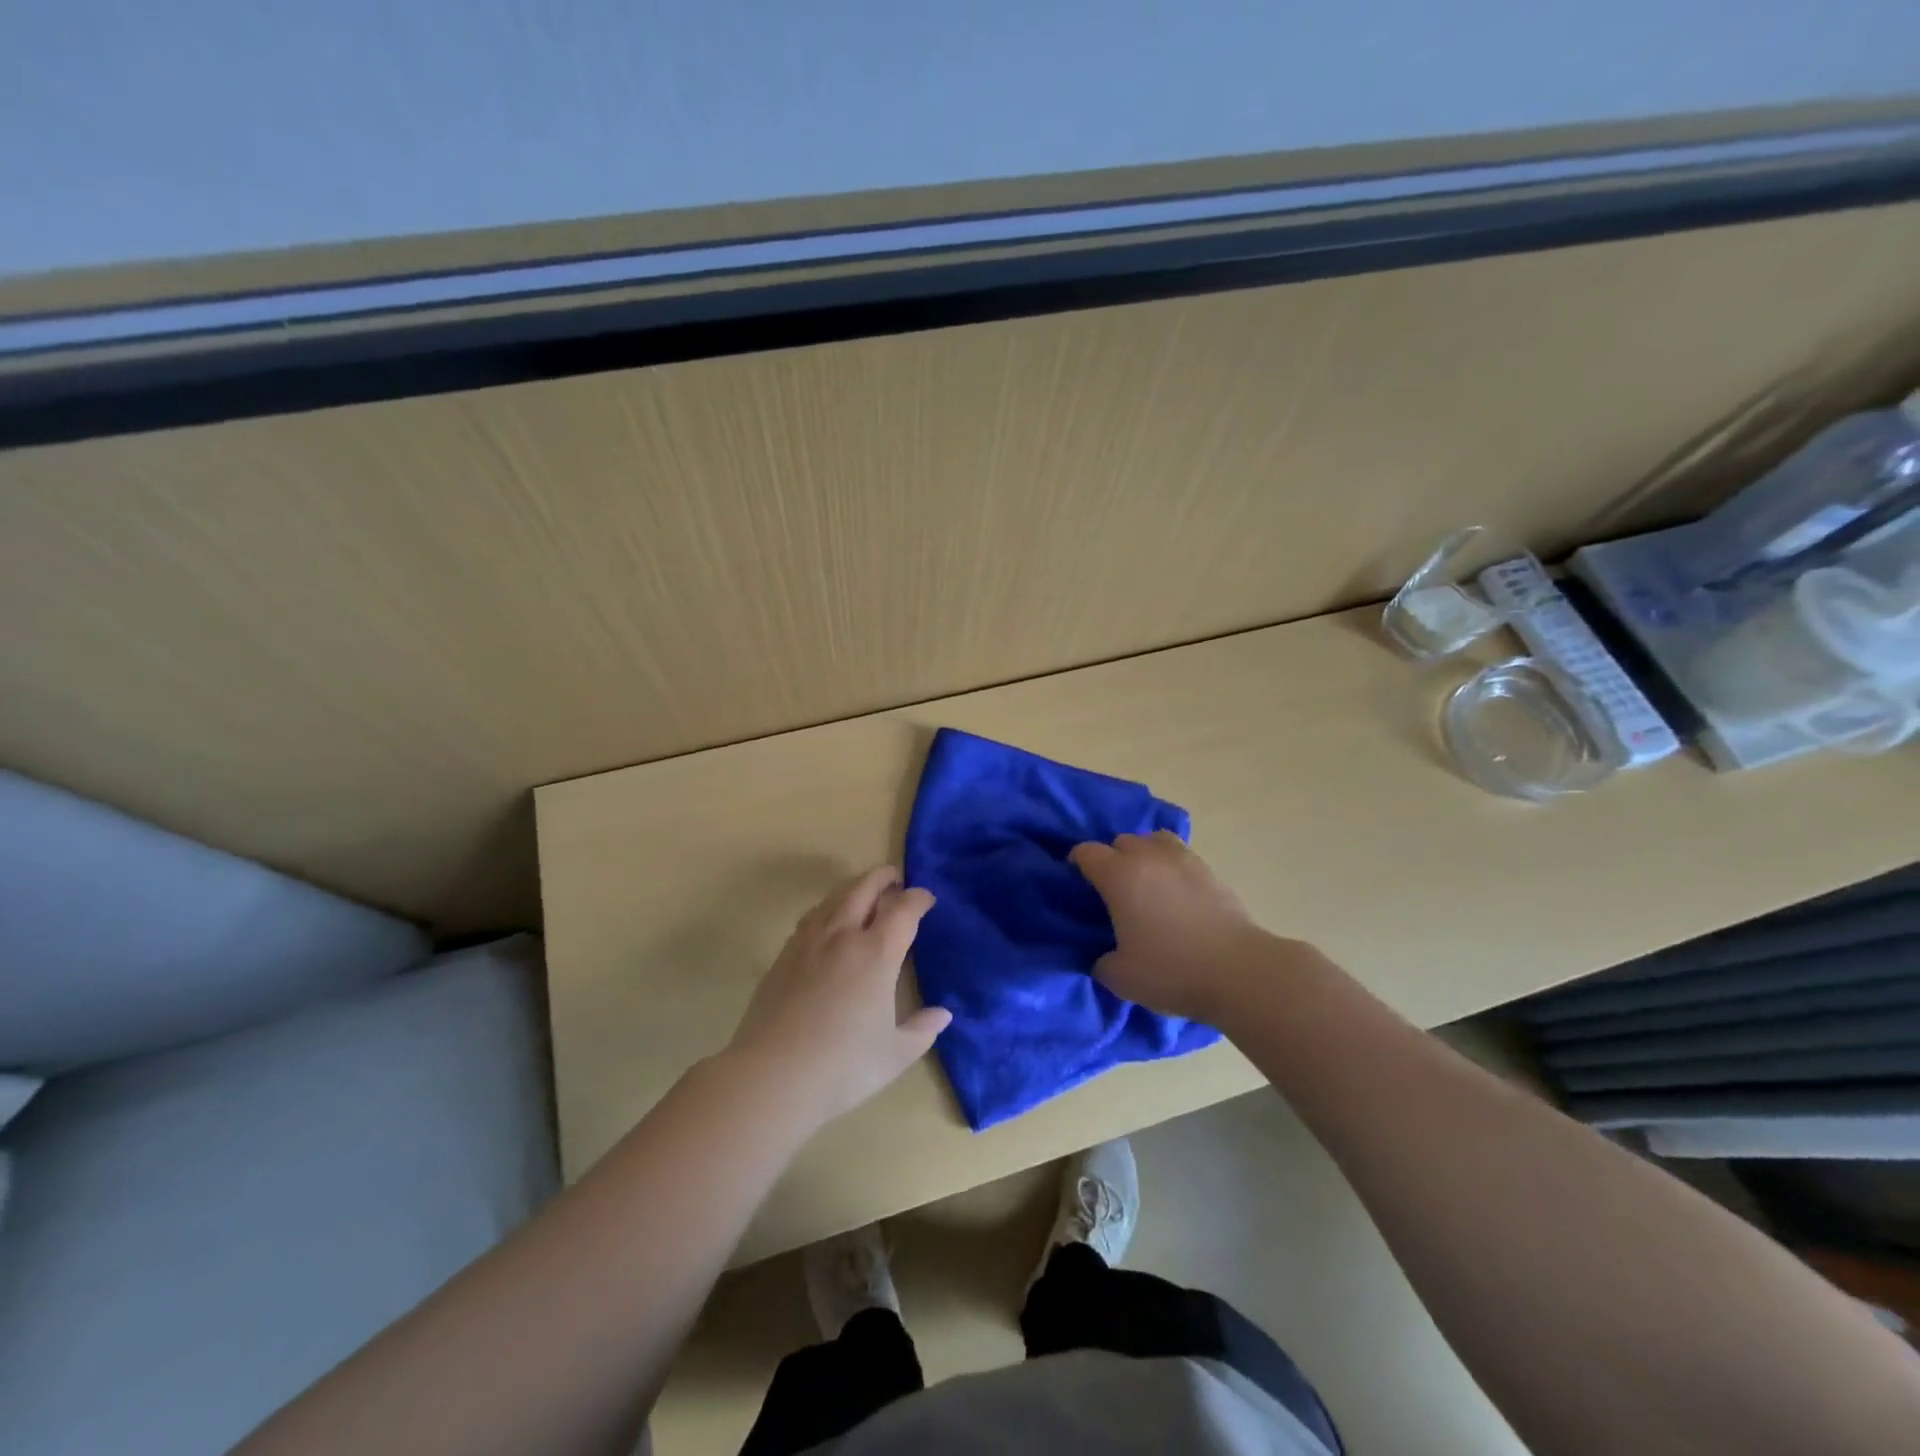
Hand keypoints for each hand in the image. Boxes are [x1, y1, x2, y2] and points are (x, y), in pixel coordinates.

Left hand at [725, 866, 951, 1124]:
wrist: (772, 1076)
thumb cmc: (843, 1066)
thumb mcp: (896, 1054)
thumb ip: (922, 1029)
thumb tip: (943, 1013)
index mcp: (877, 953)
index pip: (903, 909)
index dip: (918, 898)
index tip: (927, 899)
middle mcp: (843, 935)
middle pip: (864, 889)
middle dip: (883, 878)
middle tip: (895, 879)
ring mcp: (809, 942)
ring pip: (835, 898)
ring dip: (855, 887)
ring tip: (865, 893)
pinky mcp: (784, 955)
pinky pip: (812, 916)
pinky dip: (829, 907)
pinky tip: (829, 921)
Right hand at [1069, 830, 1271, 1023]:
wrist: (1239, 972)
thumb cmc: (1172, 971)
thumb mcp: (1120, 978)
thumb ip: (1102, 961)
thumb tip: (1104, 956)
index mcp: (1119, 876)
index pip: (1087, 852)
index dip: (1077, 863)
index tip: (1077, 881)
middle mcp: (1149, 858)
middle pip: (1121, 841)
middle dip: (1112, 858)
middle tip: (1113, 889)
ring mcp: (1184, 861)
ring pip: (1155, 840)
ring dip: (1145, 855)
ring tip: (1147, 882)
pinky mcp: (1211, 872)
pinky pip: (1182, 856)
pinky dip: (1172, 867)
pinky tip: (1176, 893)